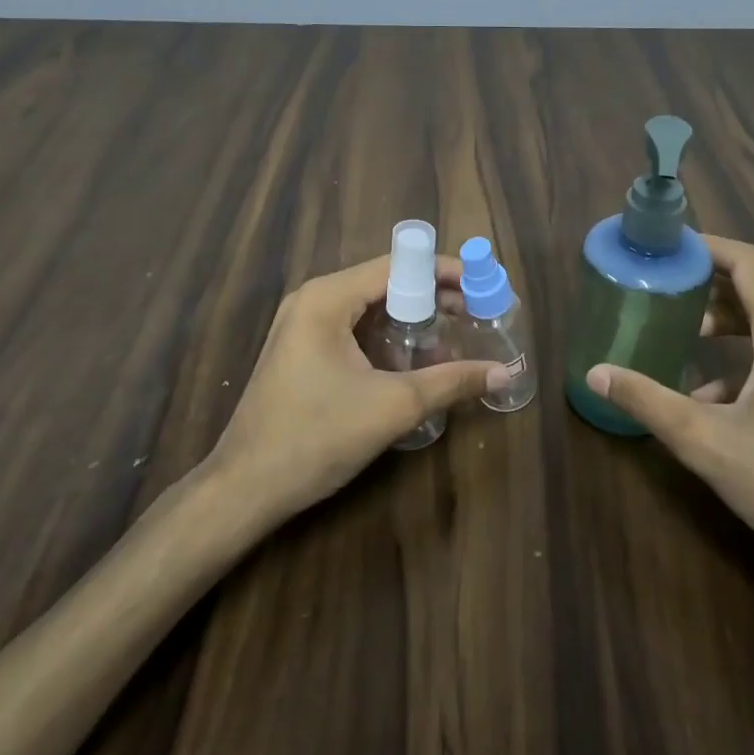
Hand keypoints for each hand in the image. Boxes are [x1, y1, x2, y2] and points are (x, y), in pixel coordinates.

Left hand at [210, 253, 506, 525]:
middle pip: (385, 284)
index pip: (398, 265)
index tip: (484, 287)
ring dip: (412, 320)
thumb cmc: (317, 437)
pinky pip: (354, 331)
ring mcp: (301, 327)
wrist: (245, 489)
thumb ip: (452, 382)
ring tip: (454, 336)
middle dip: (432, 297)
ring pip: (370, 309)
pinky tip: (415, 362)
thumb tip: (507, 372)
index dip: (445, 273)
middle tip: (476, 315)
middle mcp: (312, 301)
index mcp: (327, 298)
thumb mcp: (393, 406)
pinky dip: (387, 339)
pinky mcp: (301, 353)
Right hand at [585, 235, 753, 583]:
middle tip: (665, 297)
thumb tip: (596, 373)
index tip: (668, 249)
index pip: (749, 262)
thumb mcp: (707, 443)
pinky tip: (723, 400)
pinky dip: (753, 357)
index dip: (707, 247)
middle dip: (710, 289)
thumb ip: (648, 402)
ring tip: (687, 343)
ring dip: (730, 327)